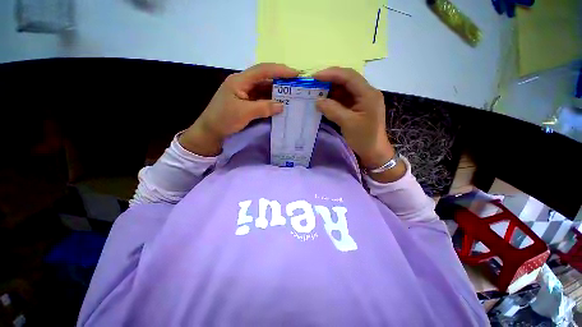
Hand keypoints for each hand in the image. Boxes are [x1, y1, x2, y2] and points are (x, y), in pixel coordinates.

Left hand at [180, 63, 298, 155]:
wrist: (210, 131)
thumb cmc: (224, 119)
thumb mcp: (244, 113)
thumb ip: (264, 107)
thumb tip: (282, 105)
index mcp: (240, 80)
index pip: (263, 70)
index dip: (280, 70)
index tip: (296, 74)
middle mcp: (243, 83)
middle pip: (265, 78)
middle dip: (281, 80)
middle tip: (297, 85)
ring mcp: (245, 93)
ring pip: (264, 89)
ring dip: (277, 92)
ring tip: (292, 95)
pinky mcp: (246, 102)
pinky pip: (262, 98)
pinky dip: (271, 101)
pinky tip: (280, 104)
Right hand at [314, 67, 392, 168]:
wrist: (374, 152)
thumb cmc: (364, 138)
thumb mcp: (347, 123)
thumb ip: (332, 110)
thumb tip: (317, 101)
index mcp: (368, 93)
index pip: (349, 76)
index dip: (331, 74)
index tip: (314, 77)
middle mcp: (366, 92)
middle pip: (347, 80)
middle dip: (329, 80)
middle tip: (313, 84)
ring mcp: (362, 100)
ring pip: (344, 89)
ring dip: (330, 90)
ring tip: (315, 92)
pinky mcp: (357, 107)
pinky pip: (343, 99)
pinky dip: (333, 99)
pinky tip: (323, 101)